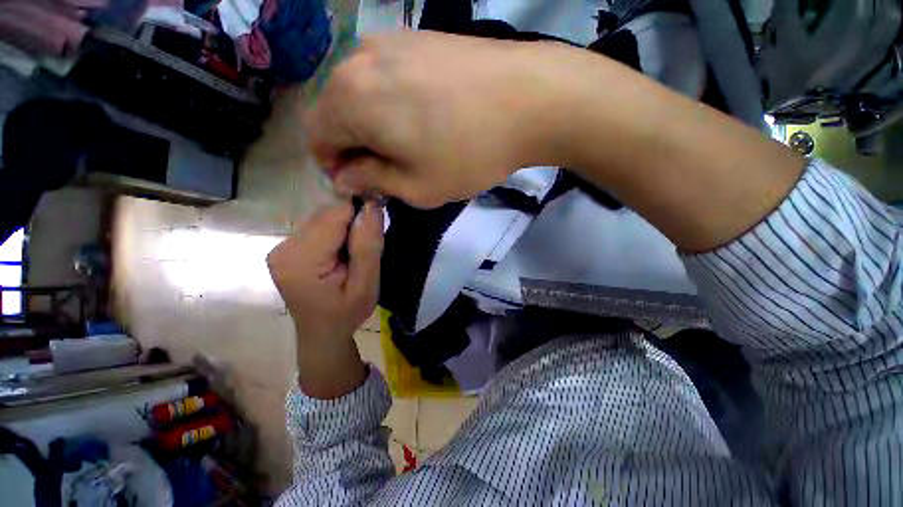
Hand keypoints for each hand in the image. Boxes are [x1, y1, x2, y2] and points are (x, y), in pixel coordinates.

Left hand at [268, 200, 383, 343]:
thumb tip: (372, 205)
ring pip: (323, 219)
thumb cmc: (347, 313)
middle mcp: (283, 248)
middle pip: (326, 215)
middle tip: (367, 246)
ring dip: (344, 228)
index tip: (376, 224)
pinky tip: (341, 253)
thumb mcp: (366, 284)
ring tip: (353, 253)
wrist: (323, 332)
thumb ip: (367, 246)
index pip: (334, 216)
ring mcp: (281, 247)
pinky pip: (317, 227)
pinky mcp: (286, 248)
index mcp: (301, 260)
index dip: (359, 212)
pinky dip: (335, 234)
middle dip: (352, 223)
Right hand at [307, 31, 562, 207]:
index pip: (316, 138)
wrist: (528, 99)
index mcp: (350, 100)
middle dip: (354, 146)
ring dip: (374, 124)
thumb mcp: (417, 187)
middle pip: (335, 112)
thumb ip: (372, 181)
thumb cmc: (468, 153)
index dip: (334, 166)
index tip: (363, 183)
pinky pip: (386, 77)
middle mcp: (358, 60)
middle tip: (389, 169)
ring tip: (410, 145)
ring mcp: (389, 42)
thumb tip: (343, 176)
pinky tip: (424, 118)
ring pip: (361, 93)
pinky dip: (391, 103)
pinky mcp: (417, 39)